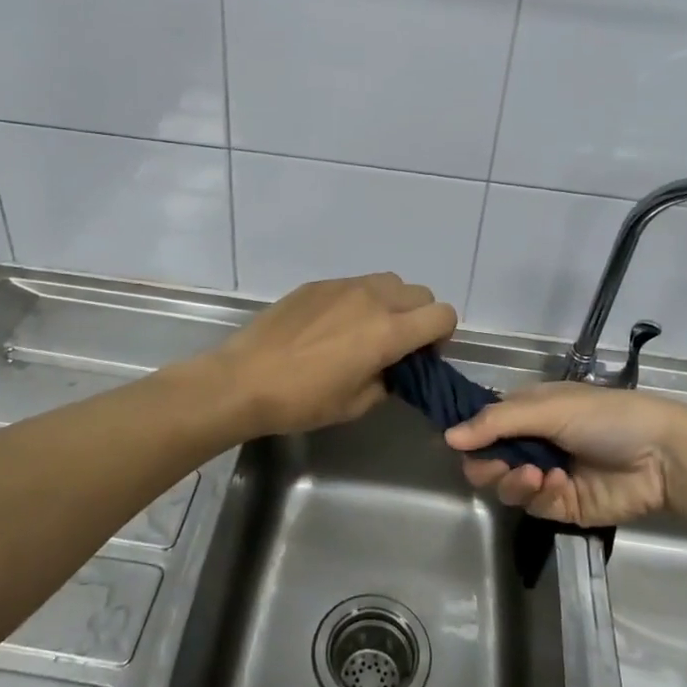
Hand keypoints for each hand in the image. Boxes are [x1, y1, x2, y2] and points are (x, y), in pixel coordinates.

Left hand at [209, 273, 457, 438]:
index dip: (441, 336)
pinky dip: (360, 300)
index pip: (443, 315)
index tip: (421, 357)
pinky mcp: (318, 284)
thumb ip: (387, 381)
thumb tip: (393, 369)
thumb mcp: (355, 404)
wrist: (244, 379)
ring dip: (392, 303)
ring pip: (389, 282)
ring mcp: (343, 286)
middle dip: (419, 318)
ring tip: (366, 331)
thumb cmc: (302, 400)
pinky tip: (332, 326)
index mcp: (389, 331)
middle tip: (397, 345)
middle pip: (420, 293)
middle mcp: (373, 299)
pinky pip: (355, 284)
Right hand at [445, 382, 686, 526]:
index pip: (484, 425)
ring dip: (517, 481)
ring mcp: (547, 476)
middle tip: (500, 466)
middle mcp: (533, 443)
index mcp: (528, 412)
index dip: (470, 436)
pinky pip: (535, 507)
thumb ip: (496, 423)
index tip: (462, 446)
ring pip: (507, 487)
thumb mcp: (548, 409)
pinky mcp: (563, 506)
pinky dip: (544, 496)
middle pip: (488, 461)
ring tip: (540, 475)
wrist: (661, 456)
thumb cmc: (604, 417)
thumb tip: (447, 437)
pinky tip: (561, 485)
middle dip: (489, 465)